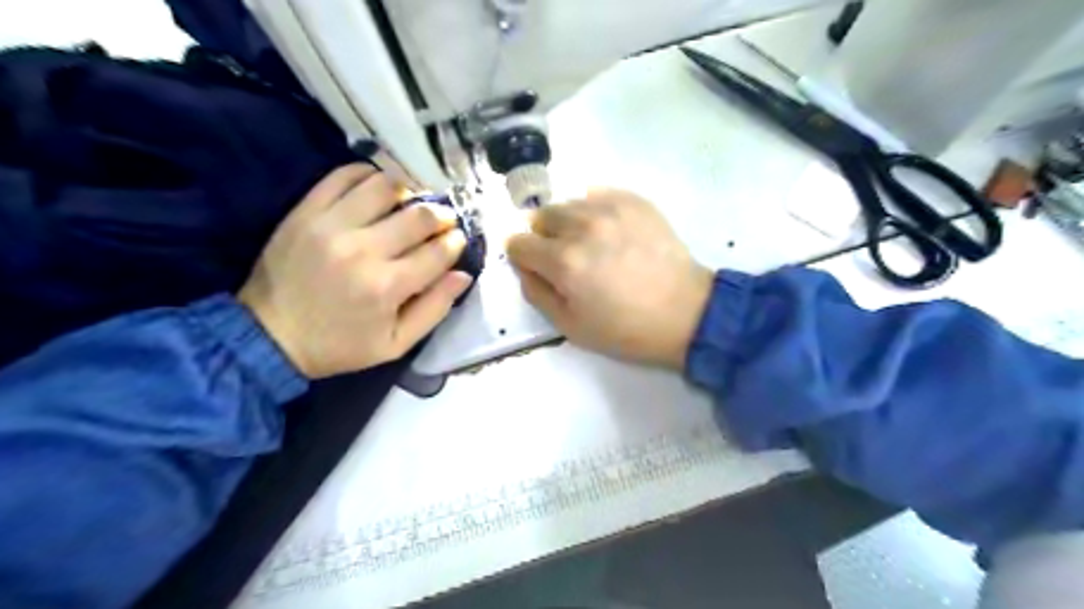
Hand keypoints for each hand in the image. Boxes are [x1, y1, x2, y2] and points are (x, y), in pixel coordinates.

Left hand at [237, 163, 471, 378]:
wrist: (269, 336)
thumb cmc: (339, 345)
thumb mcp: (395, 344)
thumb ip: (435, 309)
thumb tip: (463, 275)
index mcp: (388, 287)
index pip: (439, 252)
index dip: (456, 242)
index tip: (457, 241)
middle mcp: (363, 250)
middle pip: (420, 215)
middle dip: (442, 215)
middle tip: (443, 221)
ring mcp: (331, 225)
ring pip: (385, 186)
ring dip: (409, 190)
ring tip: (411, 203)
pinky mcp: (306, 212)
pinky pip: (343, 176)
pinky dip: (368, 174)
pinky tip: (378, 187)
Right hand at [506, 190, 713, 371]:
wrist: (685, 313)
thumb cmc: (625, 328)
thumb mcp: (569, 326)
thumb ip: (536, 293)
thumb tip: (524, 267)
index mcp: (563, 261)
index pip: (518, 243)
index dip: (523, 258)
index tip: (539, 269)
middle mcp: (582, 226)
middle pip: (541, 217)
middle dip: (545, 237)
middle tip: (568, 259)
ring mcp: (611, 208)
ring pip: (568, 204)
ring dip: (569, 223)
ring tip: (592, 244)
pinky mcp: (634, 200)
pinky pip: (597, 194)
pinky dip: (595, 210)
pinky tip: (611, 231)